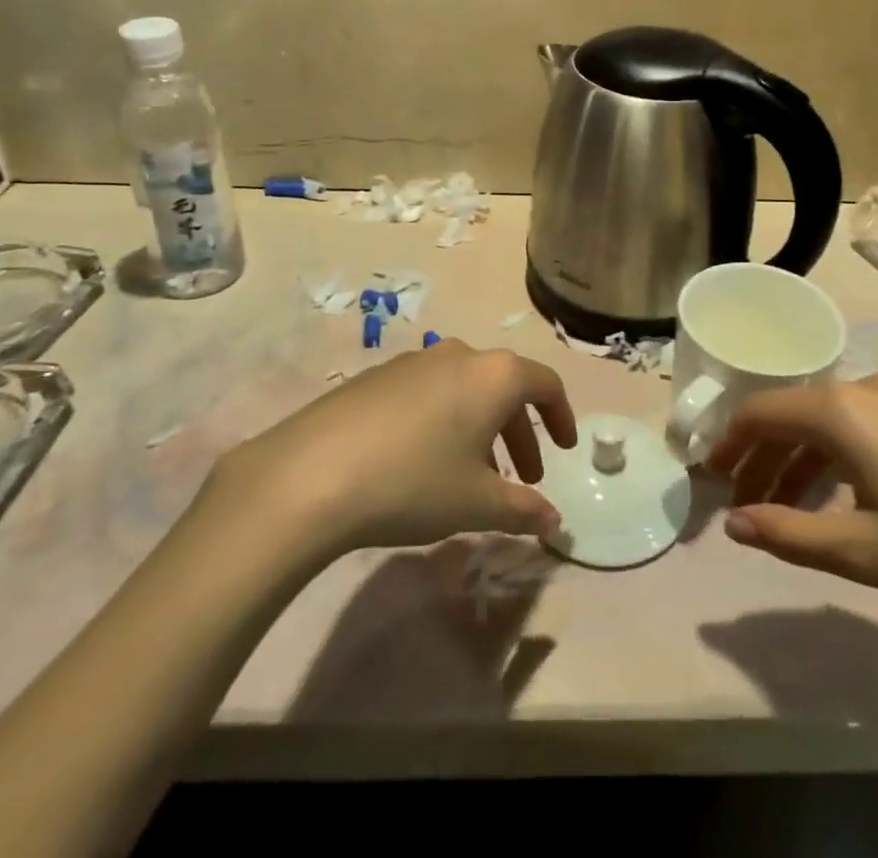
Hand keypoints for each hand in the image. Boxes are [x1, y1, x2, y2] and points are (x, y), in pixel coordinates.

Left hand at [202, 339, 577, 560]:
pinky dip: (445, 421)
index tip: (564, 449)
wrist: (312, 473)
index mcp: (493, 375)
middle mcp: (458, 354)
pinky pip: (429, 392)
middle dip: (520, 432)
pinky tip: (424, 462)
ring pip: (465, 389)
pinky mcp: (377, 375)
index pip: (545, 384)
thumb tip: (555, 523)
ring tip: (474, 476)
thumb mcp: (477, 503)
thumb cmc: (414, 482)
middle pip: (504, 386)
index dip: (561, 416)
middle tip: (524, 478)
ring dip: (482, 428)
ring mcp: (414, 361)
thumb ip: (524, 510)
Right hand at [709, 374, 877, 646]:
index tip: (706, 480)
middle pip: (794, 416)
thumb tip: (734, 524)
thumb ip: (791, 533)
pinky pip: (867, 429)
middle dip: (760, 459)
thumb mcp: (868, 552)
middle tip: (739, 506)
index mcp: (843, 410)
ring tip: (785, 511)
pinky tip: (846, 500)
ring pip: (831, 423)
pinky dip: (839, 460)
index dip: (727, 444)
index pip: (760, 412)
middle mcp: (870, 390)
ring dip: (799, 462)